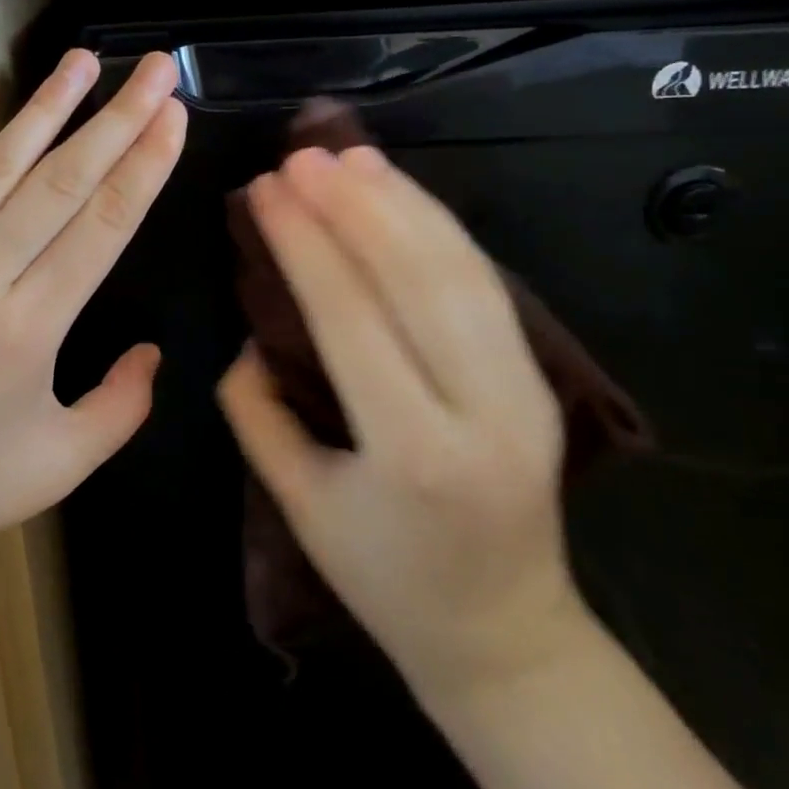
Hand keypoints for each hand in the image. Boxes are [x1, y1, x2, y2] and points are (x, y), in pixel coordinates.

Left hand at [0, 50, 185, 590]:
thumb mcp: (62, 464)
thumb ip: (122, 405)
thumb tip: (152, 350)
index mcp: (31, 328)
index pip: (103, 226)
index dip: (144, 165)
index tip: (173, 115)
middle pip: (60, 185)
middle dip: (115, 120)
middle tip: (152, 70)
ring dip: (40, 112)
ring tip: (80, 62)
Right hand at [218, 143, 588, 702]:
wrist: (503, 633)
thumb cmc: (384, 578)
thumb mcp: (297, 502)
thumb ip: (256, 410)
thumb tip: (249, 333)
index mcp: (413, 452)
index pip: (352, 318)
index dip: (304, 244)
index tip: (264, 190)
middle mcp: (483, 410)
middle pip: (417, 279)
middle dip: (354, 206)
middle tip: (302, 157)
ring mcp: (526, 389)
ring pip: (461, 270)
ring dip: (402, 202)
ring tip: (349, 155)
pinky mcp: (540, 376)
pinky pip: (484, 284)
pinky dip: (440, 228)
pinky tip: (401, 194)